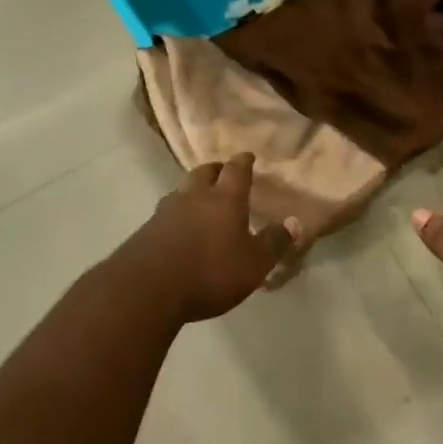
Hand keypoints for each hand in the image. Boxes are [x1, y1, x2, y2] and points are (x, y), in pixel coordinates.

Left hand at [115, 154, 291, 324]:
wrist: (148, 288)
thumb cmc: (210, 272)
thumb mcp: (253, 264)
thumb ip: (274, 243)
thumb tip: (295, 222)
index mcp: (225, 199)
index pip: (236, 170)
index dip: (243, 161)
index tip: (247, 155)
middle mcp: (195, 196)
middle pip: (204, 172)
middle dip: (216, 170)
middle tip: (223, 173)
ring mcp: (167, 210)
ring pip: (182, 189)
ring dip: (193, 190)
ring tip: (200, 199)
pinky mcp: (147, 229)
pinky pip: (166, 212)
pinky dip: (176, 213)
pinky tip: (178, 227)